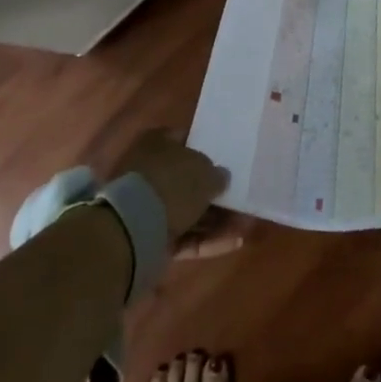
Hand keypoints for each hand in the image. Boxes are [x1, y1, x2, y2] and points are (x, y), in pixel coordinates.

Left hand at [103, 129, 246, 259]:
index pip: (184, 140)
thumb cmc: (172, 184)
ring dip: (217, 219)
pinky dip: (208, 239)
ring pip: (189, 212)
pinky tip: (235, 241)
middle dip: (215, 193)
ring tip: (245, 224)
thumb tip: (222, 177)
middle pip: (188, 181)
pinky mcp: (153, 238)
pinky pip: (186, 236)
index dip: (207, 149)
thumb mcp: (205, 171)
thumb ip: (217, 173)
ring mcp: (149, 207)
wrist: (135, 228)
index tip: (228, 160)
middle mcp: (151, 172)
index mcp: (158, 144)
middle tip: (241, 198)